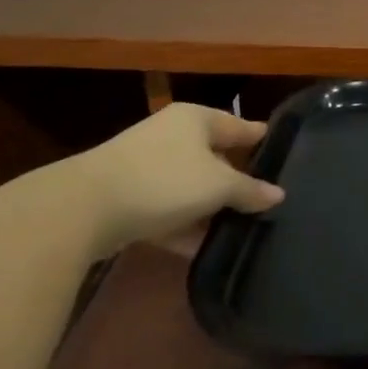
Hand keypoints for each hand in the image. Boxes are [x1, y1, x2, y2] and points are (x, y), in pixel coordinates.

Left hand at [69, 104, 282, 257]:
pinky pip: (167, 209)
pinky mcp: (126, 197)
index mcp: (196, 119)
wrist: (82, 209)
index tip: (285, 153)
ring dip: (210, 207)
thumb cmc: (164, 180)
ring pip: (190, 185)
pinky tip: (203, 249)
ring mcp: (146, 165)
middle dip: (236, 180)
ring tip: (239, 229)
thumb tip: (278, 194)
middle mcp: (172, 134)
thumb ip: (250, 191)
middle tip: (264, 199)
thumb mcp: (218, 186)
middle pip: (215, 156)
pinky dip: (184, 225)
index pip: (240, 125)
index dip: (261, 140)